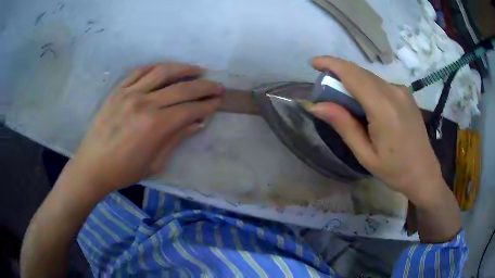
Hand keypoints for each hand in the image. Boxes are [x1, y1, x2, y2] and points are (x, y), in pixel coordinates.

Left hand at [67, 63, 223, 193]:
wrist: (92, 165)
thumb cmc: (124, 171)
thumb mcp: (155, 163)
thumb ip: (176, 139)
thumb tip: (197, 124)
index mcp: (155, 125)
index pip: (190, 109)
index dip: (207, 105)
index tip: (218, 101)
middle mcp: (144, 103)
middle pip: (181, 88)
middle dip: (204, 86)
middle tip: (217, 86)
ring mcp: (129, 93)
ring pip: (162, 72)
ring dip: (183, 68)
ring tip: (197, 70)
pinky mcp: (118, 90)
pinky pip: (140, 71)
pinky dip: (156, 67)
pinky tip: (166, 68)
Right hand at [309, 56, 444, 204]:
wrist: (424, 172)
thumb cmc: (394, 170)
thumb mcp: (365, 154)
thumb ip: (343, 125)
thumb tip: (316, 105)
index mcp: (383, 107)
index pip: (352, 74)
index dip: (331, 64)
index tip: (313, 63)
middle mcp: (394, 91)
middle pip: (360, 73)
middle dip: (339, 74)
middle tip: (325, 90)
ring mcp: (402, 91)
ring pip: (370, 77)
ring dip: (352, 81)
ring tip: (344, 100)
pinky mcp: (405, 94)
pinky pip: (380, 83)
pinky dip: (366, 87)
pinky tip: (364, 104)